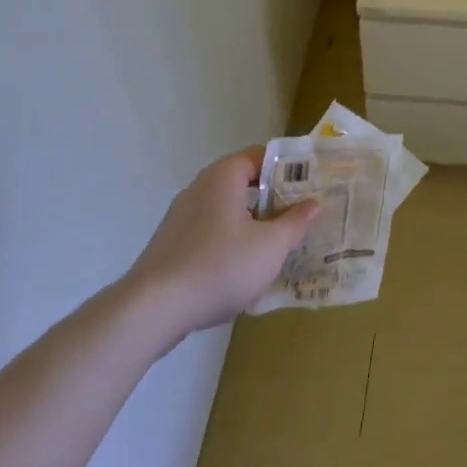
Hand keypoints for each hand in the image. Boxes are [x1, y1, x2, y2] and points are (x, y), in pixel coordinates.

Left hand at [123, 147, 316, 336]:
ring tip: (278, 245)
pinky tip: (243, 269)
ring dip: (253, 223)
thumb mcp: (270, 246)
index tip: (310, 186)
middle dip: (274, 199)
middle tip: (300, 216)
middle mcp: (201, 187)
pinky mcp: (170, 245)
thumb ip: (296, 222)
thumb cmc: (219, 266)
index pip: (262, 156)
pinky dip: (230, 242)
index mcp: (224, 176)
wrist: (151, 311)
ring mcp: (181, 216)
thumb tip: (315, 203)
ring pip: (227, 210)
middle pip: (245, 183)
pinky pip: (210, 232)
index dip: (288, 169)